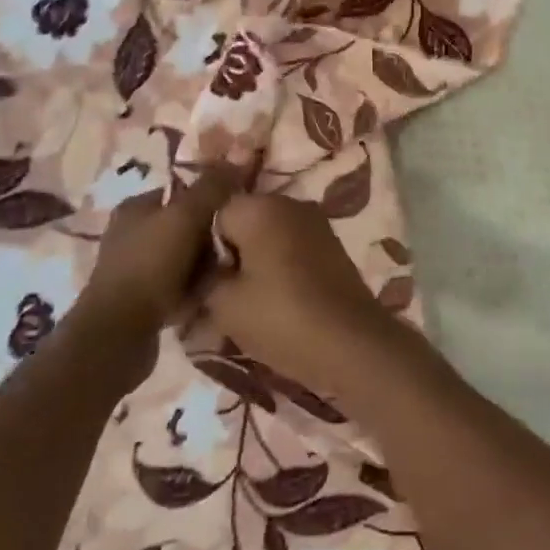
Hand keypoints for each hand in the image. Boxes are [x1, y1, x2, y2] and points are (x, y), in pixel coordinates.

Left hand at [70, 169, 235, 343]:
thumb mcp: (186, 216)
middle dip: (213, 235)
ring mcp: (135, 268)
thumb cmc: (151, 265)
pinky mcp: (142, 299)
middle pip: (187, 225)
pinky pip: (181, 285)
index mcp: (136, 207)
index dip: (214, 197)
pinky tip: (213, 295)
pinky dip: (196, 288)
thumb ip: (213, 186)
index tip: (240, 210)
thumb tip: (239, 154)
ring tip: (230, 273)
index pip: (183, 190)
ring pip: (186, 256)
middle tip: (239, 244)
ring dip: (208, 264)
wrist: (119, 332)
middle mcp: (132, 233)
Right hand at [195, 193, 409, 401]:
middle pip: (244, 224)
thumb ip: (204, 280)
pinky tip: (274, 304)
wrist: (352, 344)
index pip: (213, 215)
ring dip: (254, 266)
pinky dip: (280, 271)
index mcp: (261, 207)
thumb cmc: (281, 318)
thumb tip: (201, 273)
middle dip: (229, 256)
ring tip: (243, 306)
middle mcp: (291, 205)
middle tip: (216, 297)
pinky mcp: (333, 248)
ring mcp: (317, 225)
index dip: (201, 248)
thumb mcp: (224, 305)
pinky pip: (292, 251)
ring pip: (269, 239)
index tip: (198, 282)